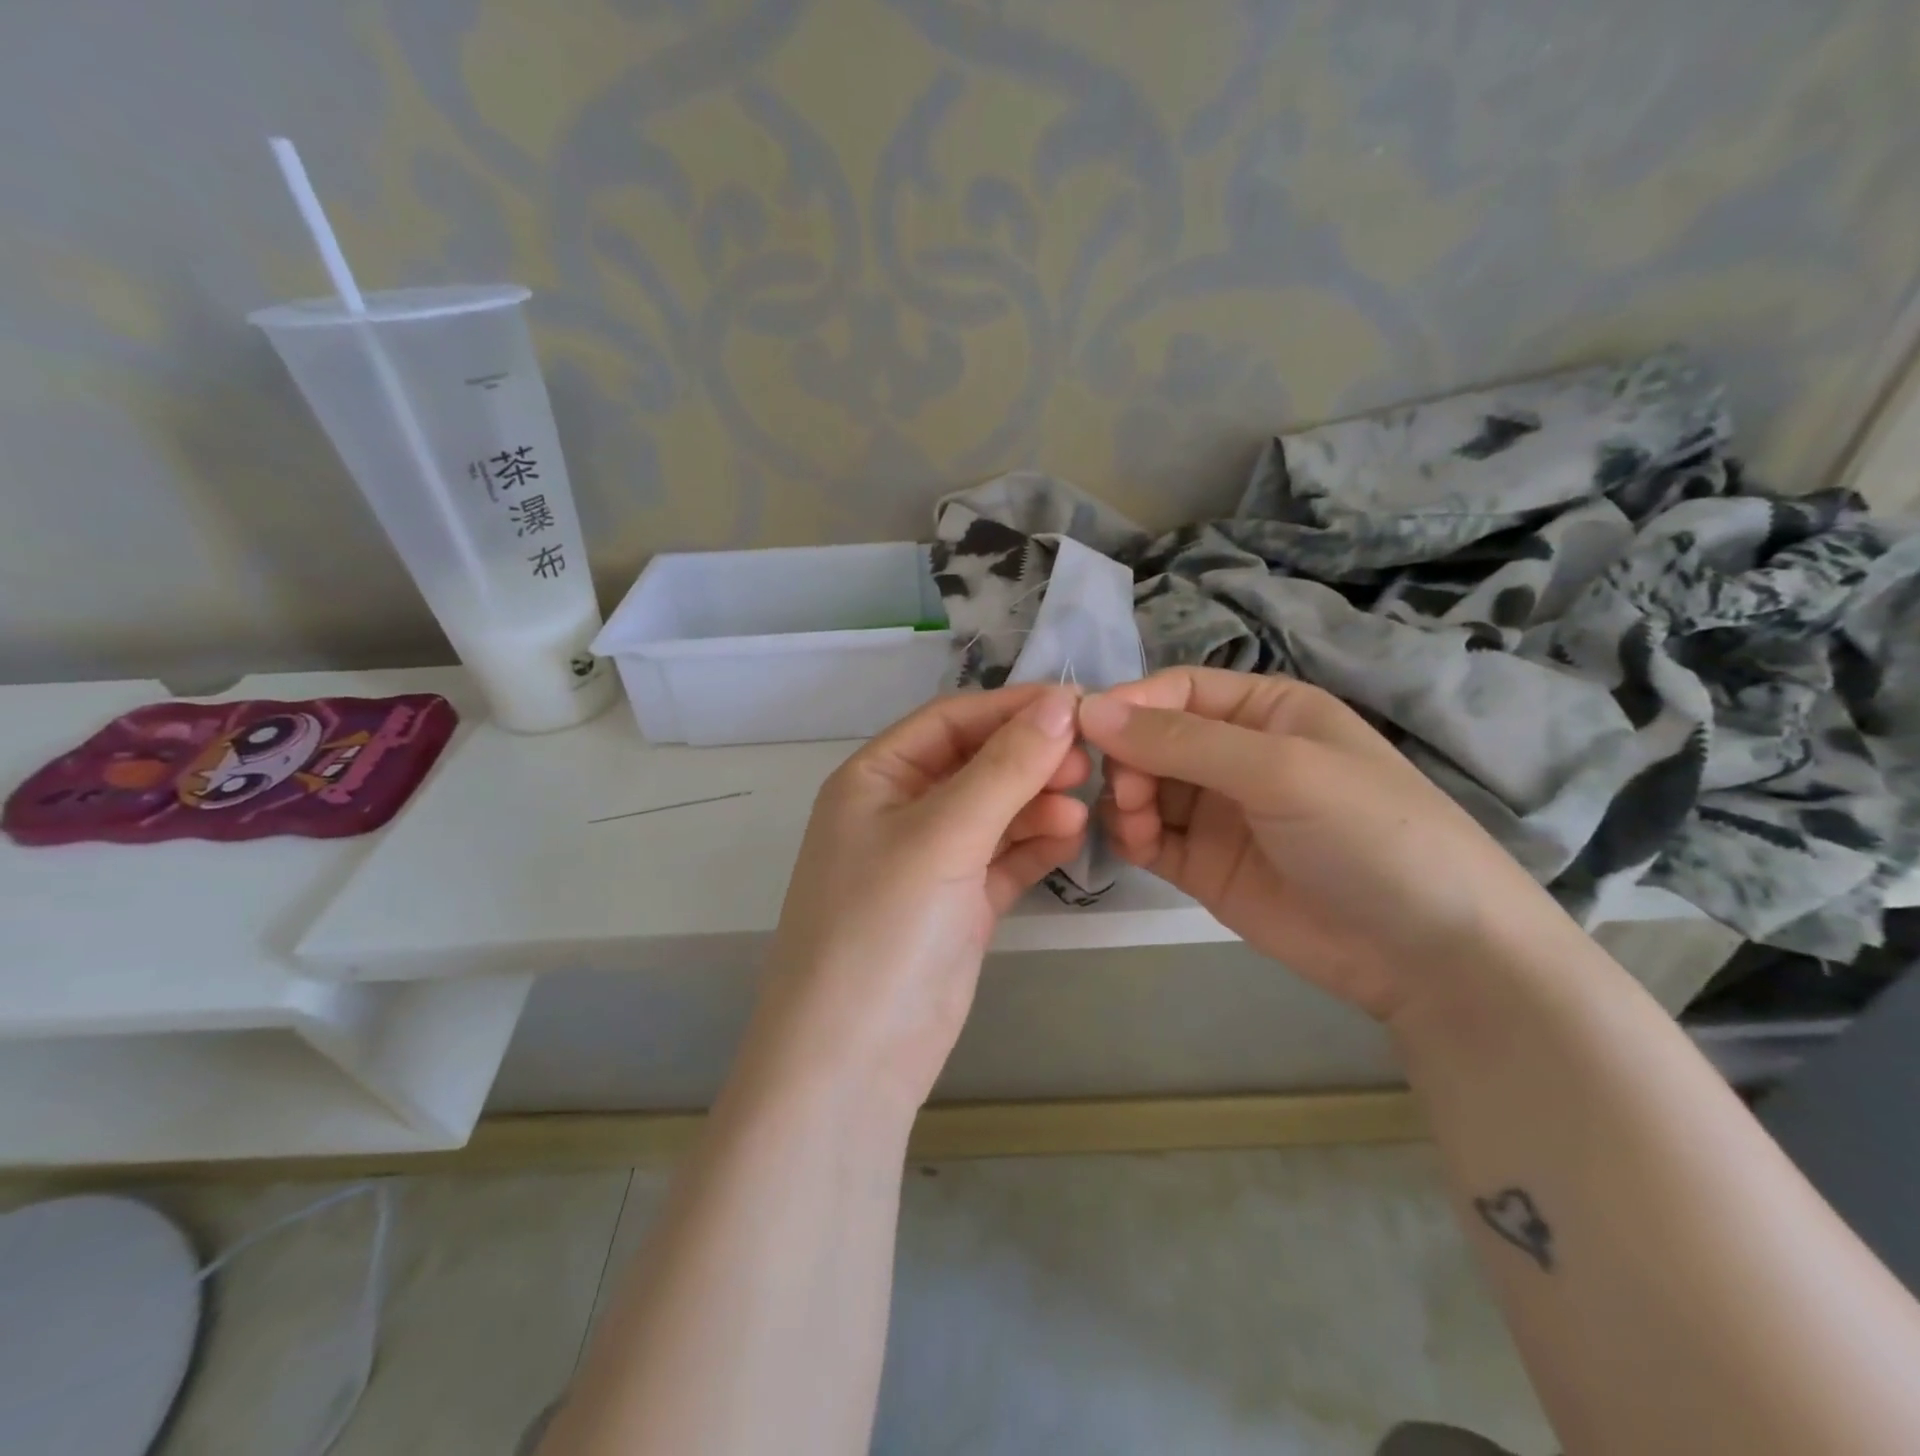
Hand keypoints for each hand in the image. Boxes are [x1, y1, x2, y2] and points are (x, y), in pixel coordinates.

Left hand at [749, 685, 1090, 1109]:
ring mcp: (931, 861)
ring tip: (1079, 809)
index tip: (1076, 706)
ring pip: (994, 811)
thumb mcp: (942, 837)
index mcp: (875, 779)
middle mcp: (900, 812)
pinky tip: (1070, 838)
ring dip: (1036, 804)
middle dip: (1028, 759)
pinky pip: (1003, 858)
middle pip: (976, 763)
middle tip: (1086, 763)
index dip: (1010, 708)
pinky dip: (1035, 845)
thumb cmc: (882, 928)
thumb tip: (1060, 703)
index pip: (950, 720)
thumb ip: (1004, 769)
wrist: (853, 1059)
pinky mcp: (958, 905)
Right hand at [1077, 667, 1562, 1020]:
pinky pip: (1148, 837)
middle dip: (1126, 758)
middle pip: (1150, 739)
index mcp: (1264, 710)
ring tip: (1140, 826)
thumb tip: (1088, 709)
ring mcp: (1217, 812)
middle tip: (1127, 791)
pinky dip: (1131, 836)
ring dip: (1125, 799)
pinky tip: (1138, 846)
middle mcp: (1235, 754)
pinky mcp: (1204, 865)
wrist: (1431, 955)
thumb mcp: (1280, 770)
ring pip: (1141, 788)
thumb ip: (1181, 740)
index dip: (1130, 705)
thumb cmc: (1368, 834)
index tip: (1086, 731)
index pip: (1175, 691)